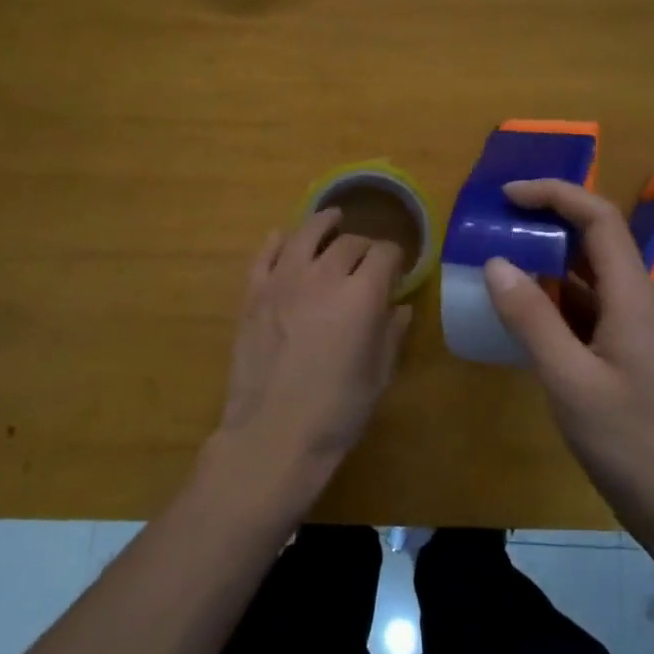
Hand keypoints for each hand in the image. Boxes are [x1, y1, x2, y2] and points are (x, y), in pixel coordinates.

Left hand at [218, 209, 412, 488]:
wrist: (273, 434)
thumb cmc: (336, 412)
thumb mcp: (378, 375)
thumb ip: (391, 333)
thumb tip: (399, 307)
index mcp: (362, 295)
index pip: (385, 253)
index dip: (395, 257)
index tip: (397, 267)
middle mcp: (324, 276)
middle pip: (349, 242)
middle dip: (364, 245)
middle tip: (367, 259)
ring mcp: (283, 281)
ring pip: (306, 234)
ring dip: (323, 224)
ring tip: (331, 219)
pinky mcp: (253, 293)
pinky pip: (265, 254)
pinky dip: (277, 241)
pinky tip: (284, 238)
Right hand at [482, 179, 653, 538]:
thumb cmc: (631, 444)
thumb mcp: (570, 381)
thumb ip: (532, 320)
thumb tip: (495, 261)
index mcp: (631, 296)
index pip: (599, 218)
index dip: (555, 194)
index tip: (507, 195)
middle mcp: (634, 301)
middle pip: (594, 239)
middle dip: (547, 220)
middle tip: (495, 222)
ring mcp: (629, 328)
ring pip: (586, 274)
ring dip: (546, 259)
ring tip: (497, 257)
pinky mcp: (620, 354)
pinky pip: (583, 308)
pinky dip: (549, 298)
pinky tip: (518, 311)